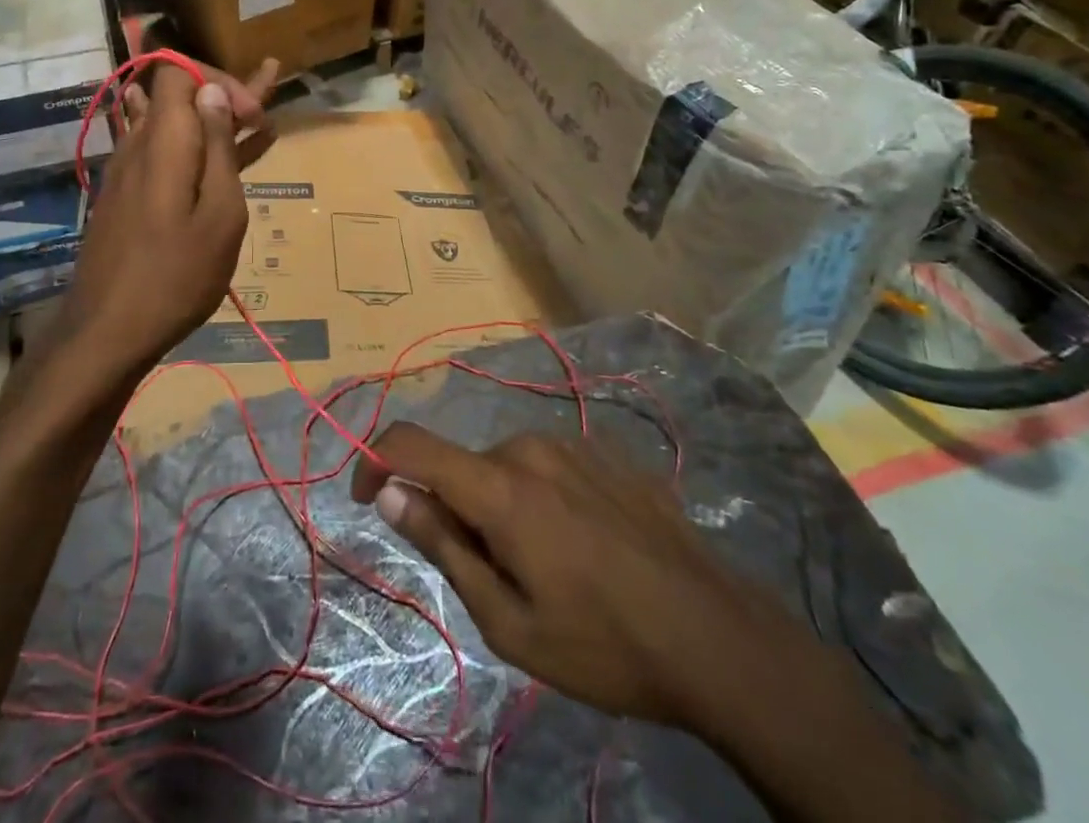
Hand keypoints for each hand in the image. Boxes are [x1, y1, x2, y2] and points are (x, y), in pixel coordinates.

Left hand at [55, 65, 247, 380]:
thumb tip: (212, 91)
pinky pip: (166, 155)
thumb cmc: (177, 275)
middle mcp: (139, 143)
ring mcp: (129, 170)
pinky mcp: (128, 195)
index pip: (179, 70)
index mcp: (164, 139)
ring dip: (215, 121)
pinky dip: (198, 150)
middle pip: (177, 94)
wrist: (108, 330)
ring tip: (260, 123)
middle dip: (225, 94)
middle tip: (269, 97)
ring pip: (175, 125)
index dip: (218, 80)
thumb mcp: (219, 213)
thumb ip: (217, 148)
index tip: (252, 116)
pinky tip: (229, 160)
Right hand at [351, 424, 795, 728]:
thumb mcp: (509, 621)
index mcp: (499, 486)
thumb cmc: (604, 645)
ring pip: (505, 467)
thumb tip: (388, 492)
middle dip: (456, 511)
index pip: (411, 443)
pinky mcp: (607, 454)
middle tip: (494, 579)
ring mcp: (573, 445)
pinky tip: (583, 547)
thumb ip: (441, 546)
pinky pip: (548, 466)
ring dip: (500, 506)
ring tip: (546, 569)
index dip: (375, 460)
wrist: (721, 640)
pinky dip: (540, 498)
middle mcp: (529, 448)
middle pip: (463, 467)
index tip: (367, 498)